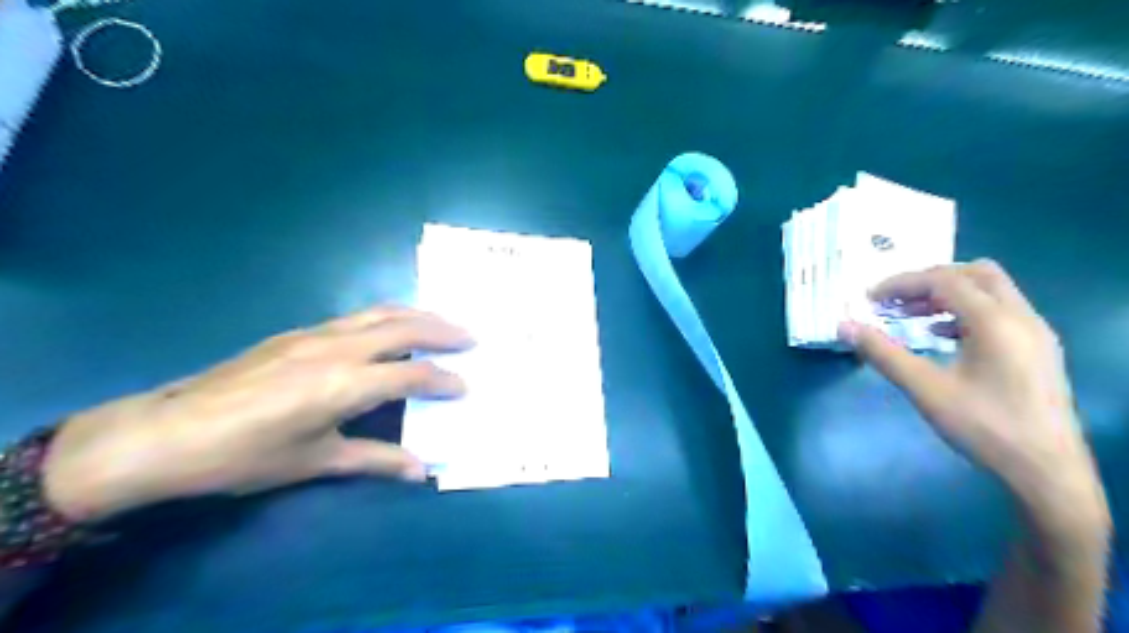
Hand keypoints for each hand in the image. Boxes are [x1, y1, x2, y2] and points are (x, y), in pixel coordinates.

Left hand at [41, 306, 472, 523]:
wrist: (166, 433)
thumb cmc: (245, 456)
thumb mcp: (315, 462)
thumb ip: (375, 461)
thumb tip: (421, 471)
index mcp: (346, 383)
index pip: (412, 374)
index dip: (444, 380)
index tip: (465, 387)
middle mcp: (338, 348)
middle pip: (404, 328)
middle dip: (443, 330)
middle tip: (472, 336)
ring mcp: (316, 334)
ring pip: (380, 312)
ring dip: (418, 314)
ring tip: (442, 322)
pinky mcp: (297, 332)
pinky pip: (357, 316)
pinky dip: (387, 316)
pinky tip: (391, 328)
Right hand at [842, 259, 1108, 526]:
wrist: (1047, 471)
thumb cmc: (984, 427)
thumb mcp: (925, 388)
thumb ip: (883, 353)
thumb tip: (844, 326)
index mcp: (996, 321)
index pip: (944, 281)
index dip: (902, 283)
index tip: (869, 298)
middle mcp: (1022, 317)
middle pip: (974, 274)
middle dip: (929, 280)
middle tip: (894, 300)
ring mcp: (1035, 332)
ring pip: (990, 290)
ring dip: (947, 294)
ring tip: (910, 315)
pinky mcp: (1037, 349)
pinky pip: (999, 311)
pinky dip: (965, 311)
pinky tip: (941, 335)